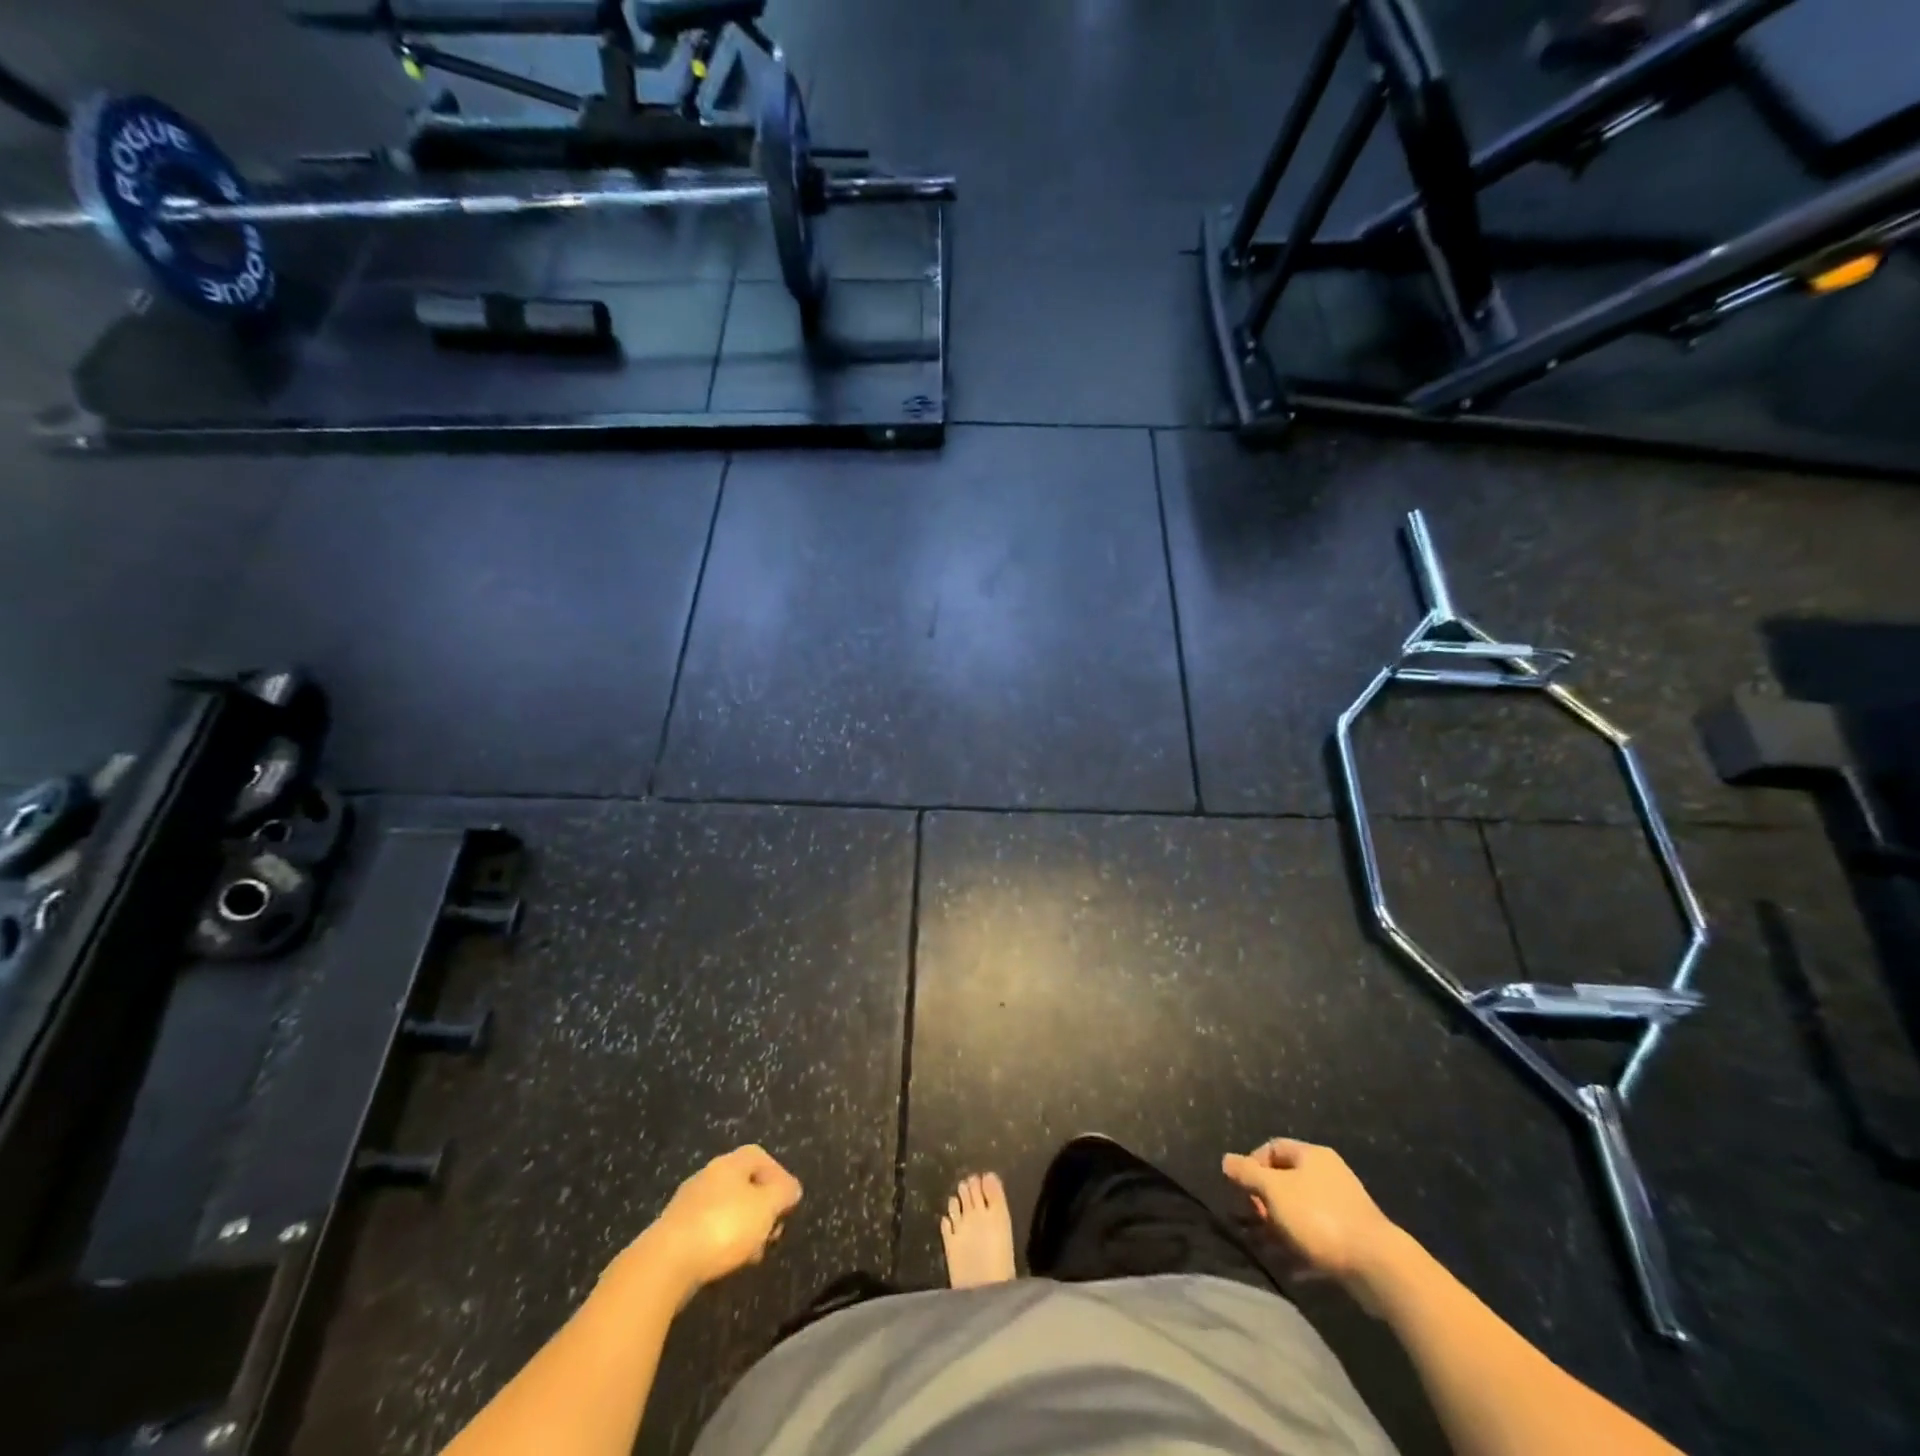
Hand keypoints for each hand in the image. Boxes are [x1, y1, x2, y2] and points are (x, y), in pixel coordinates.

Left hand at [636, 1145, 802, 1304]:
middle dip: (761, 1207)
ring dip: (743, 1228)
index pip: (760, 1157)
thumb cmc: (723, 1227)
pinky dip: (722, 1243)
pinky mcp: (674, 1233)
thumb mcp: (766, 1208)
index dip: (778, 1175)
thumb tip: (791, 1189)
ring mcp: (688, 1204)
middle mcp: (708, 1176)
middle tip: (772, 1231)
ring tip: (753, 1253)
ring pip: (726, 1209)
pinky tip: (727, 1263)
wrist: (665, 1263)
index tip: (788, 1202)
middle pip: (743, 1184)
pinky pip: (708, 1230)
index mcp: (730, 1163)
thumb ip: (783, 1194)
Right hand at [1222, 1139, 1398, 1287]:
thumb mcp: (1274, 1191)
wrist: (1378, 1265)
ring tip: (1263, 1249)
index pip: (1272, 1148)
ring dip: (1278, 1229)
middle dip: (1263, 1201)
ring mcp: (1341, 1207)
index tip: (1241, 1190)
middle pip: (1284, 1181)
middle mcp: (1327, 1175)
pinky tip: (1288, 1267)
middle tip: (1252, 1221)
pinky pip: (1316, 1237)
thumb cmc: (1319, 1217)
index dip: (1252, 1165)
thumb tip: (1226, 1160)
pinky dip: (1299, 1248)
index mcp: (1311, 1156)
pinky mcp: (1350, 1238)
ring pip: (1298, 1212)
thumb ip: (1247, 1174)